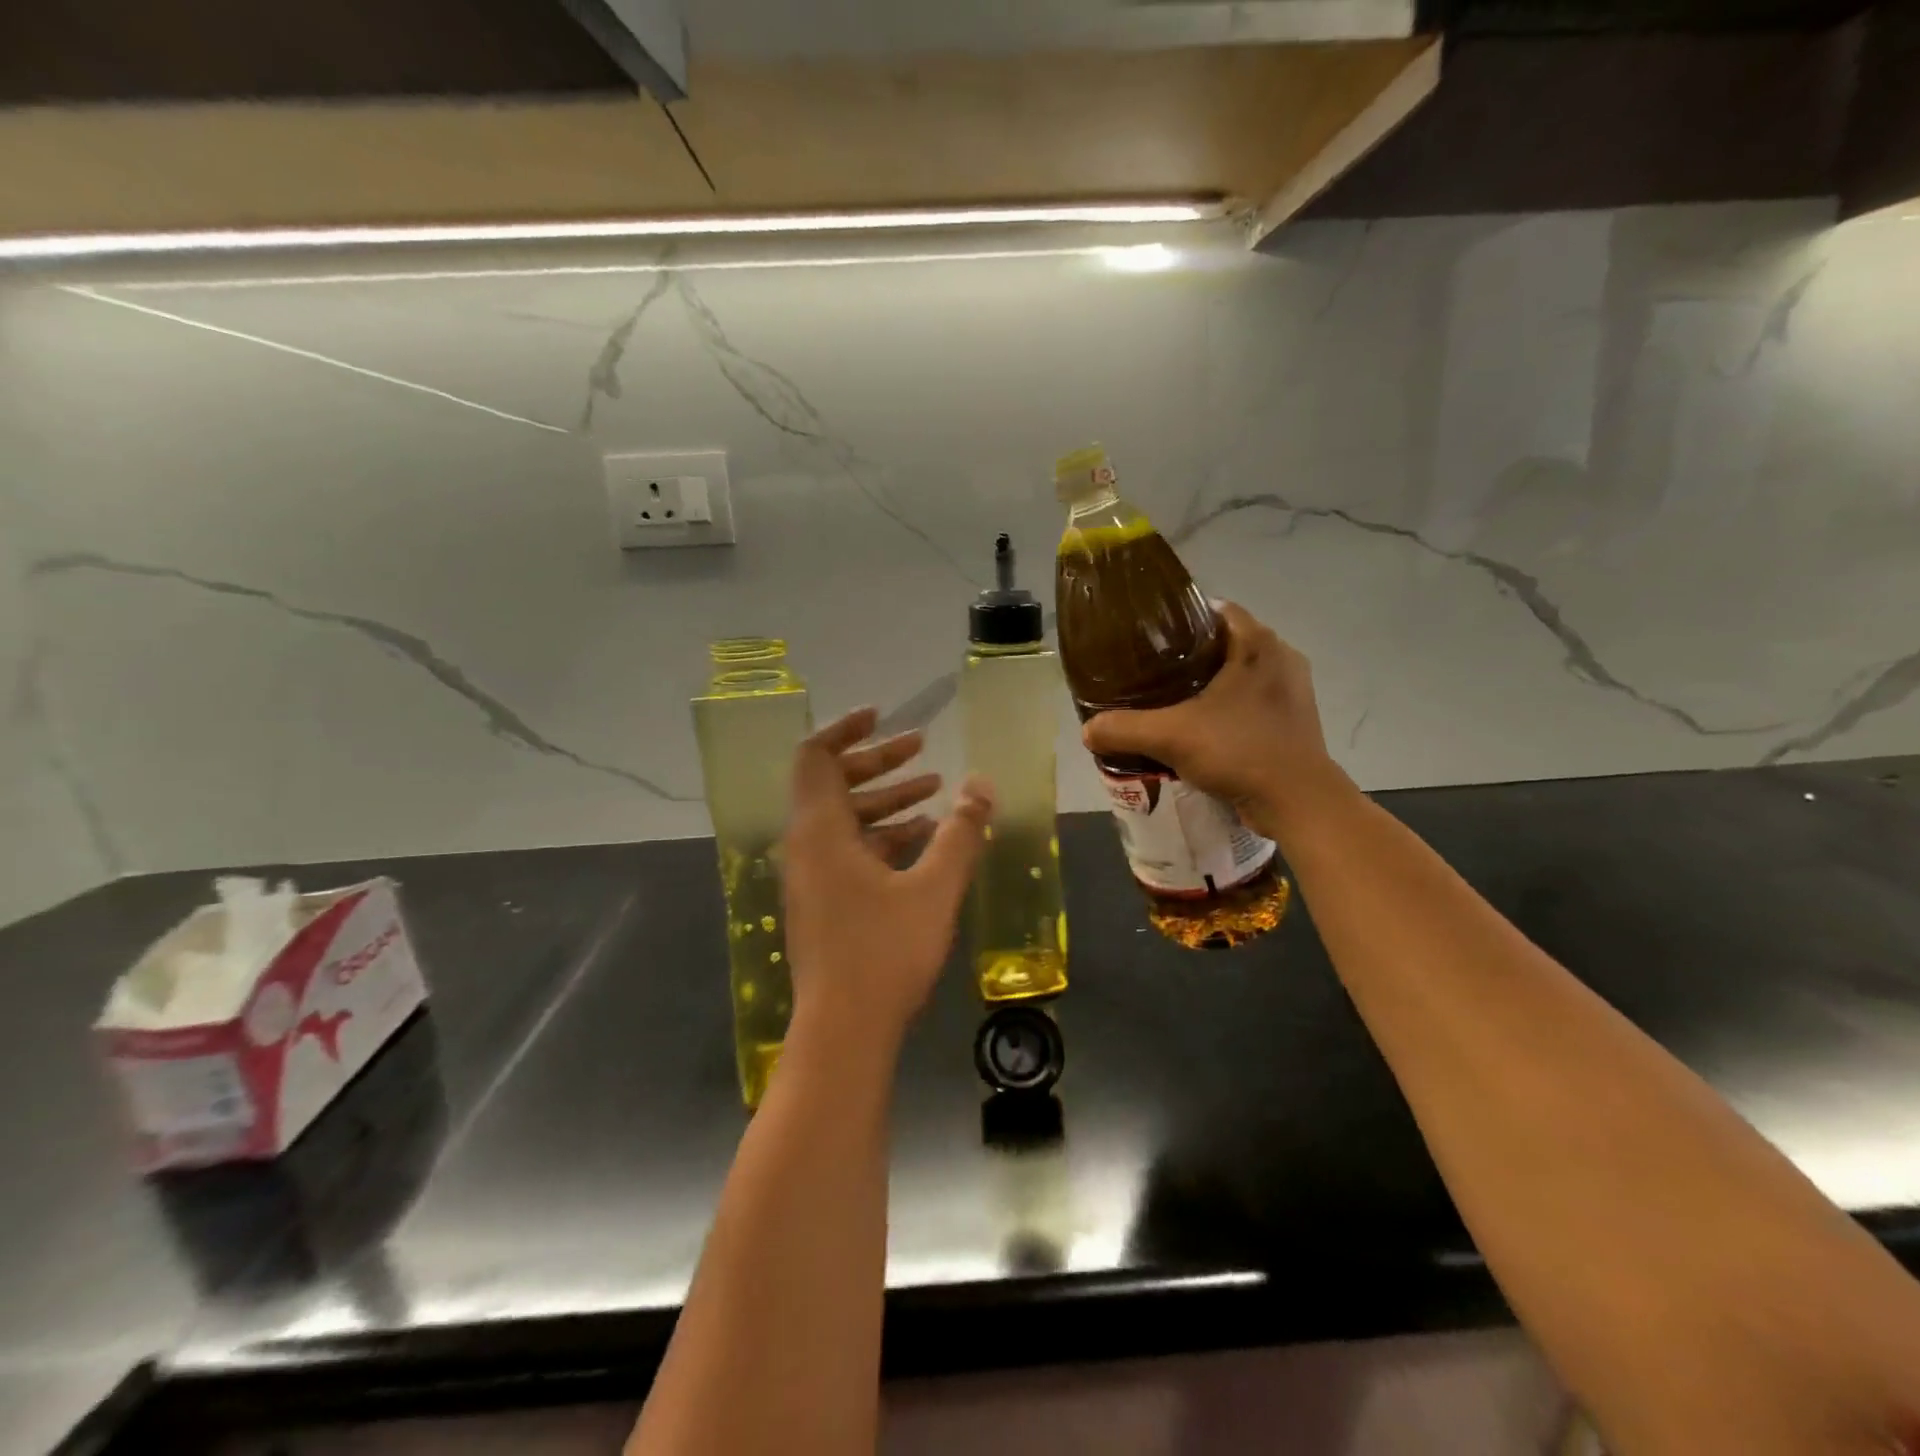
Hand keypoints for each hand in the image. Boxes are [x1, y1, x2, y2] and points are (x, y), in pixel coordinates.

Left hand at [782, 707, 993, 1046]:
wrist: (844, 1031)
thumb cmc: (885, 952)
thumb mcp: (934, 888)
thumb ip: (961, 833)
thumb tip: (983, 785)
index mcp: (820, 831)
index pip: (816, 756)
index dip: (846, 730)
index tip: (883, 716)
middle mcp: (806, 846)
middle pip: (832, 783)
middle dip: (878, 762)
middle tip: (921, 747)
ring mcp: (812, 876)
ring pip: (844, 818)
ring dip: (885, 799)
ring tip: (935, 790)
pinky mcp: (823, 901)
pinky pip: (849, 850)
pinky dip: (882, 835)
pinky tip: (924, 839)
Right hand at [1081, 602, 1352, 839]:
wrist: (1297, 802)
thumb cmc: (1240, 751)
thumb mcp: (1171, 736)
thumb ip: (1124, 729)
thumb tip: (1086, 730)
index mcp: (1258, 644)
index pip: (1215, 609)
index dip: (1180, 617)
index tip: (1148, 637)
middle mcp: (1281, 657)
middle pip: (1226, 641)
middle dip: (1190, 653)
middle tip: (1151, 670)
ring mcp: (1292, 690)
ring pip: (1240, 673)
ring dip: (1209, 683)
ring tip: (1171, 699)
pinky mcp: (1294, 720)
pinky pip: (1252, 701)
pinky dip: (1226, 707)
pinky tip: (1200, 728)